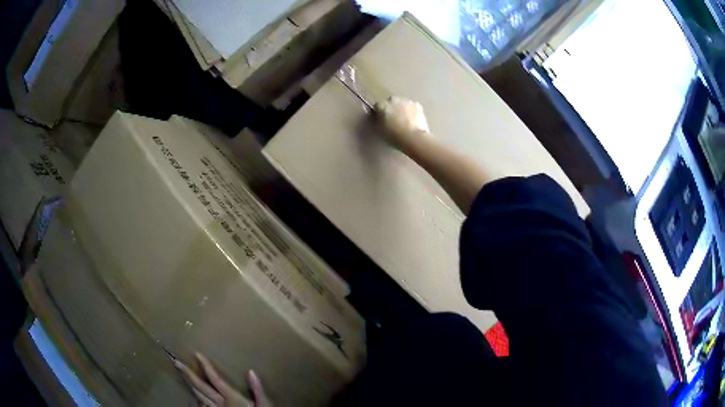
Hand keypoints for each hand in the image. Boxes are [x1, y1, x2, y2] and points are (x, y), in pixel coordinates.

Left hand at [175, 352, 271, 406]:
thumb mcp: (265, 405)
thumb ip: (258, 390)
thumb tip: (251, 371)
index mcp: (231, 398)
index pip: (216, 379)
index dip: (206, 366)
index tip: (197, 354)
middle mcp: (220, 404)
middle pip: (201, 387)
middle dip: (188, 374)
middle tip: (176, 363)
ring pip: (199, 397)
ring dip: (190, 386)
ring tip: (183, 377)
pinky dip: (197, 400)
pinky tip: (194, 398)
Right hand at [375, 96, 429, 148]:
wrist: (413, 138)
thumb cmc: (394, 136)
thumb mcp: (380, 130)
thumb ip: (377, 120)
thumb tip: (378, 117)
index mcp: (382, 106)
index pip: (377, 106)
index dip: (380, 113)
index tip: (382, 119)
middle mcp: (393, 100)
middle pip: (391, 102)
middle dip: (392, 108)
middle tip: (394, 120)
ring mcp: (406, 101)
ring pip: (402, 103)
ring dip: (402, 109)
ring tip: (405, 121)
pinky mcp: (417, 105)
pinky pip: (412, 107)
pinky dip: (412, 111)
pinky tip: (413, 121)